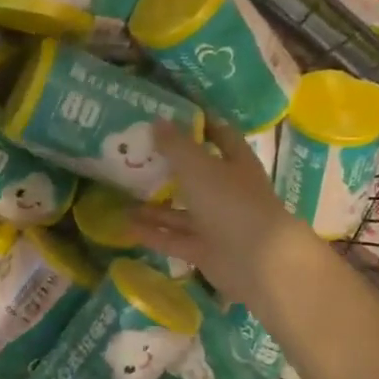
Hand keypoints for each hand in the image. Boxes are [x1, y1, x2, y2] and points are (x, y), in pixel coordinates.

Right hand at [128, 119, 324, 307]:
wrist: (256, 260)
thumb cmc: (231, 202)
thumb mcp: (198, 167)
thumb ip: (175, 146)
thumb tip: (157, 121)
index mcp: (236, 164)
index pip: (221, 137)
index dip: (201, 126)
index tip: (173, 118)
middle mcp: (228, 192)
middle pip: (197, 177)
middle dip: (169, 169)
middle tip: (136, 159)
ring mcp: (217, 224)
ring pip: (181, 212)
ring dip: (155, 206)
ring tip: (122, 197)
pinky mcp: (205, 251)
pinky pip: (174, 239)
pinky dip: (153, 233)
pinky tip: (126, 226)